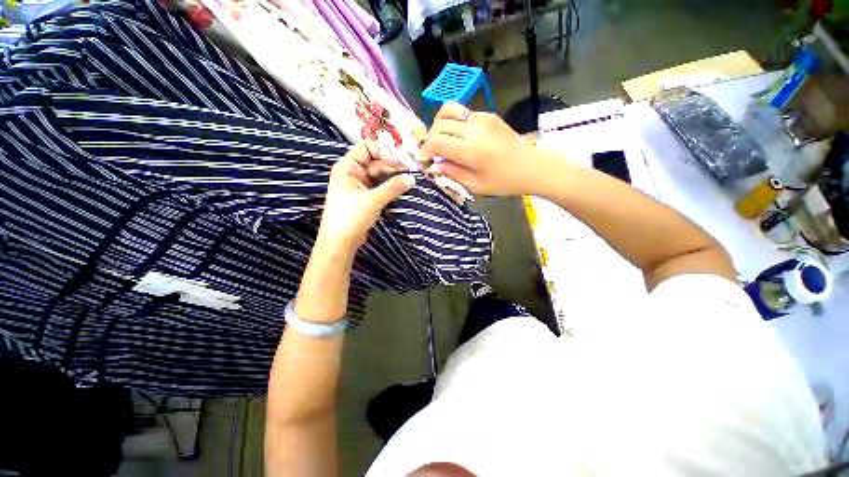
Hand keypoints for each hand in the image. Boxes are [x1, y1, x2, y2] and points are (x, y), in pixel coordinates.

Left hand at [317, 142, 415, 251]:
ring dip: (394, 176)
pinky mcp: (366, 196)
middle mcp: (353, 172)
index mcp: (348, 167)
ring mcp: (360, 185)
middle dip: (393, 165)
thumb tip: (412, 178)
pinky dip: (391, 186)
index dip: (384, 151)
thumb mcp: (373, 200)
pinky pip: (380, 185)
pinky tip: (402, 187)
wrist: (340, 242)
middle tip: (411, 171)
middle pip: (376, 161)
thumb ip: (393, 187)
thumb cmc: (351, 217)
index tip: (401, 161)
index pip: (367, 147)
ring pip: (380, 174)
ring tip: (409, 180)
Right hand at [419, 103, 538, 195]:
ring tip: (442, 141)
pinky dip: (453, 123)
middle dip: (430, 139)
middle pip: (439, 125)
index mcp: (470, 150)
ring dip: (439, 126)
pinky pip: (463, 113)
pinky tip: (459, 137)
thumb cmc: (504, 182)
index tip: (424, 161)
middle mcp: (474, 129)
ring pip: (448, 111)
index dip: (425, 151)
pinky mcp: (488, 115)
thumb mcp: (476, 186)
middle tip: (433, 153)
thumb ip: (452, 174)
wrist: (531, 166)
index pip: (436, 141)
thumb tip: (434, 166)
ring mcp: (482, 118)